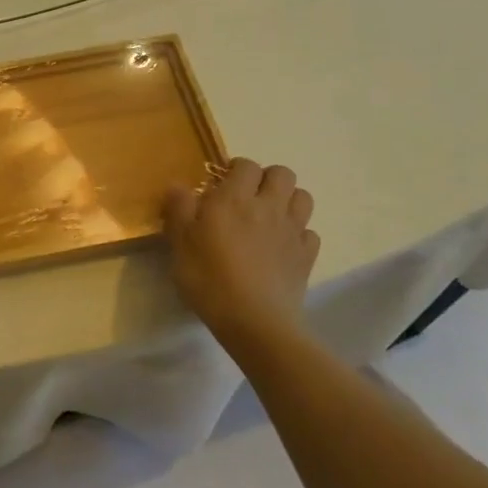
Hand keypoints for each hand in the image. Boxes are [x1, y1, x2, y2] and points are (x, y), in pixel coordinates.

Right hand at [164, 158, 319, 358]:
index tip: (221, 183)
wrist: (254, 322)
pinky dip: (298, 233)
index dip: (235, 169)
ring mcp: (292, 232)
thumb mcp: (180, 243)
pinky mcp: (306, 257)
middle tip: (247, 196)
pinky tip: (282, 246)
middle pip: (282, 174)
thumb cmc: (209, 278)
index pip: (245, 165)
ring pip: (303, 198)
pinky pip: (309, 233)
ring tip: (268, 216)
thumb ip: (179, 208)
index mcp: (235, 199)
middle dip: (266, 178)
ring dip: (287, 200)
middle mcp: (268, 207)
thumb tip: (177, 184)